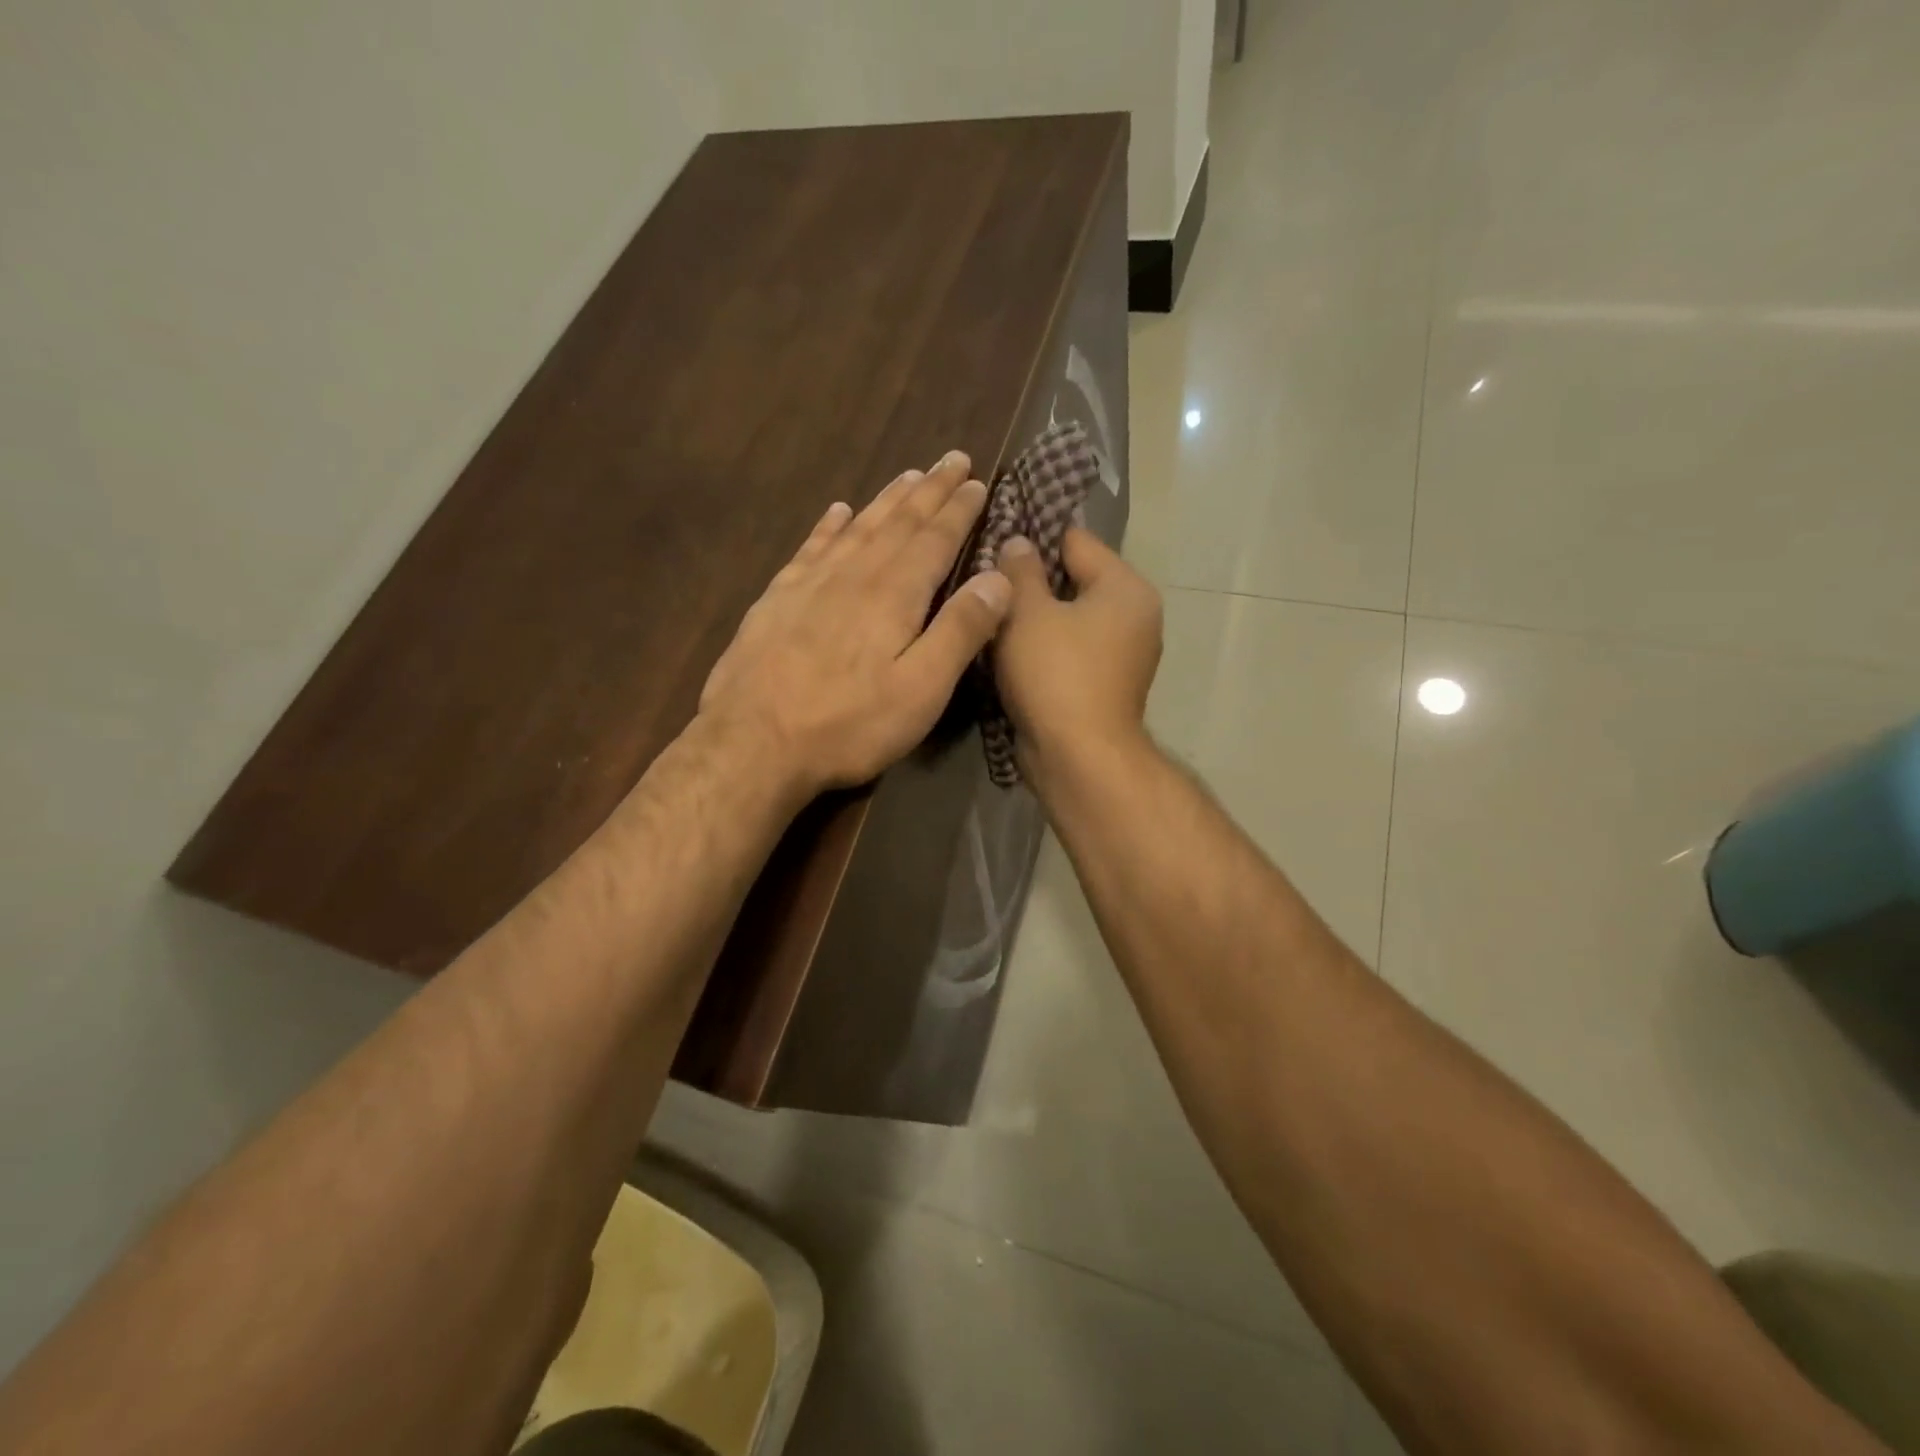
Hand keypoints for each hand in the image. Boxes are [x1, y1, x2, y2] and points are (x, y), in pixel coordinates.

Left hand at [698, 451, 1011, 795]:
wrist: (752, 744)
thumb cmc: (848, 724)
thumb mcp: (922, 689)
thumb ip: (961, 631)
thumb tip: (999, 577)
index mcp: (894, 594)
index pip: (935, 539)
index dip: (959, 509)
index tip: (977, 480)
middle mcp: (853, 575)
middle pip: (898, 522)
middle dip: (929, 490)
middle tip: (951, 458)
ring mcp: (809, 584)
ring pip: (857, 527)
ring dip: (886, 499)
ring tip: (908, 475)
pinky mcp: (776, 601)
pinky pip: (810, 548)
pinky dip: (828, 526)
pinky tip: (837, 512)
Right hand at [991, 527, 1162, 785]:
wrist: (1079, 757)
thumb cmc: (1055, 673)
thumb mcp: (1028, 612)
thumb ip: (1020, 570)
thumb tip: (1017, 542)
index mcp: (1126, 587)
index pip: (1076, 540)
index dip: (1033, 538)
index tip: (994, 543)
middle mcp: (1136, 616)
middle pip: (1075, 580)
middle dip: (1033, 581)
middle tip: (987, 583)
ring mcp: (1125, 655)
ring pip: (1071, 619)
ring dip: (1037, 618)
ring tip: (993, 616)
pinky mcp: (1107, 686)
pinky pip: (1072, 651)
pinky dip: (1047, 649)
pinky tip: (1012, 653)